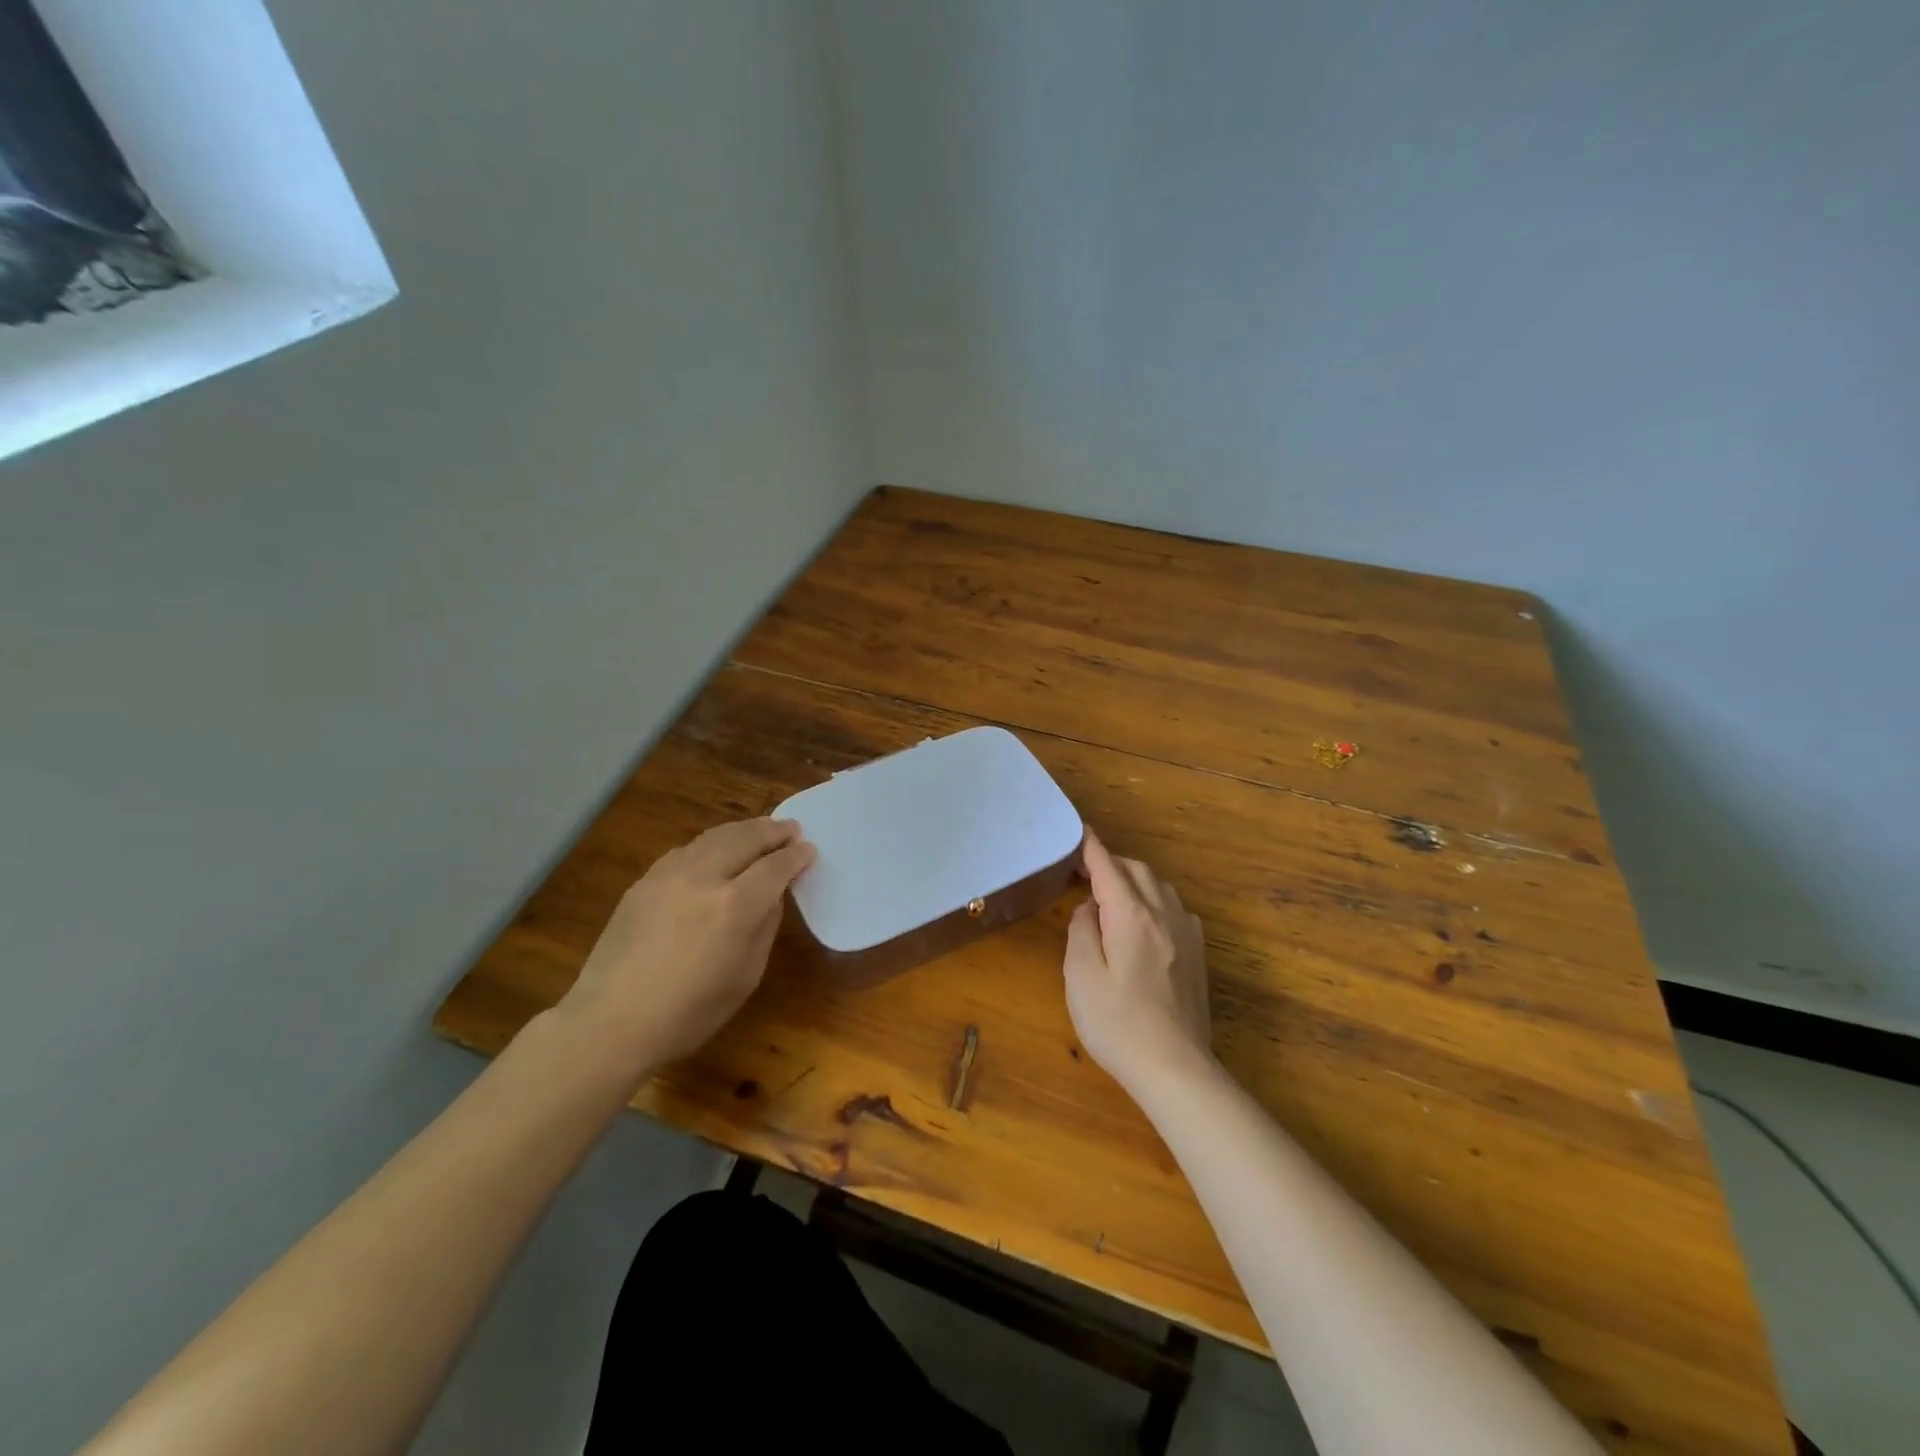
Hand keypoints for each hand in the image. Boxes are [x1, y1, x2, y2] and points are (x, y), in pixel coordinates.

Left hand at [557, 817, 814, 1078]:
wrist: (611, 1023)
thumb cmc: (689, 1013)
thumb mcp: (746, 976)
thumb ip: (765, 927)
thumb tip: (772, 895)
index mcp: (735, 906)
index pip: (775, 867)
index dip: (795, 856)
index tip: (808, 850)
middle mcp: (704, 878)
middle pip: (746, 838)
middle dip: (773, 831)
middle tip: (791, 828)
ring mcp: (669, 875)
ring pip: (714, 836)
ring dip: (743, 830)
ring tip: (760, 829)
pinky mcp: (645, 881)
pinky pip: (686, 850)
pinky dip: (710, 844)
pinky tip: (716, 851)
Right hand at [1063, 830, 1214, 1090]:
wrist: (1175, 1068)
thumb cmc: (1118, 1023)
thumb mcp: (1080, 977)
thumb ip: (1081, 931)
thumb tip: (1089, 909)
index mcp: (1131, 915)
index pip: (1108, 867)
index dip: (1091, 847)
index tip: (1079, 831)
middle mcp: (1163, 914)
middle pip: (1137, 870)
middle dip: (1111, 863)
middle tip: (1085, 872)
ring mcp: (1186, 934)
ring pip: (1159, 886)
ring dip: (1134, 880)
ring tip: (1111, 894)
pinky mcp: (1197, 954)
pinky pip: (1174, 908)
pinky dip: (1154, 900)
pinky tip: (1144, 921)